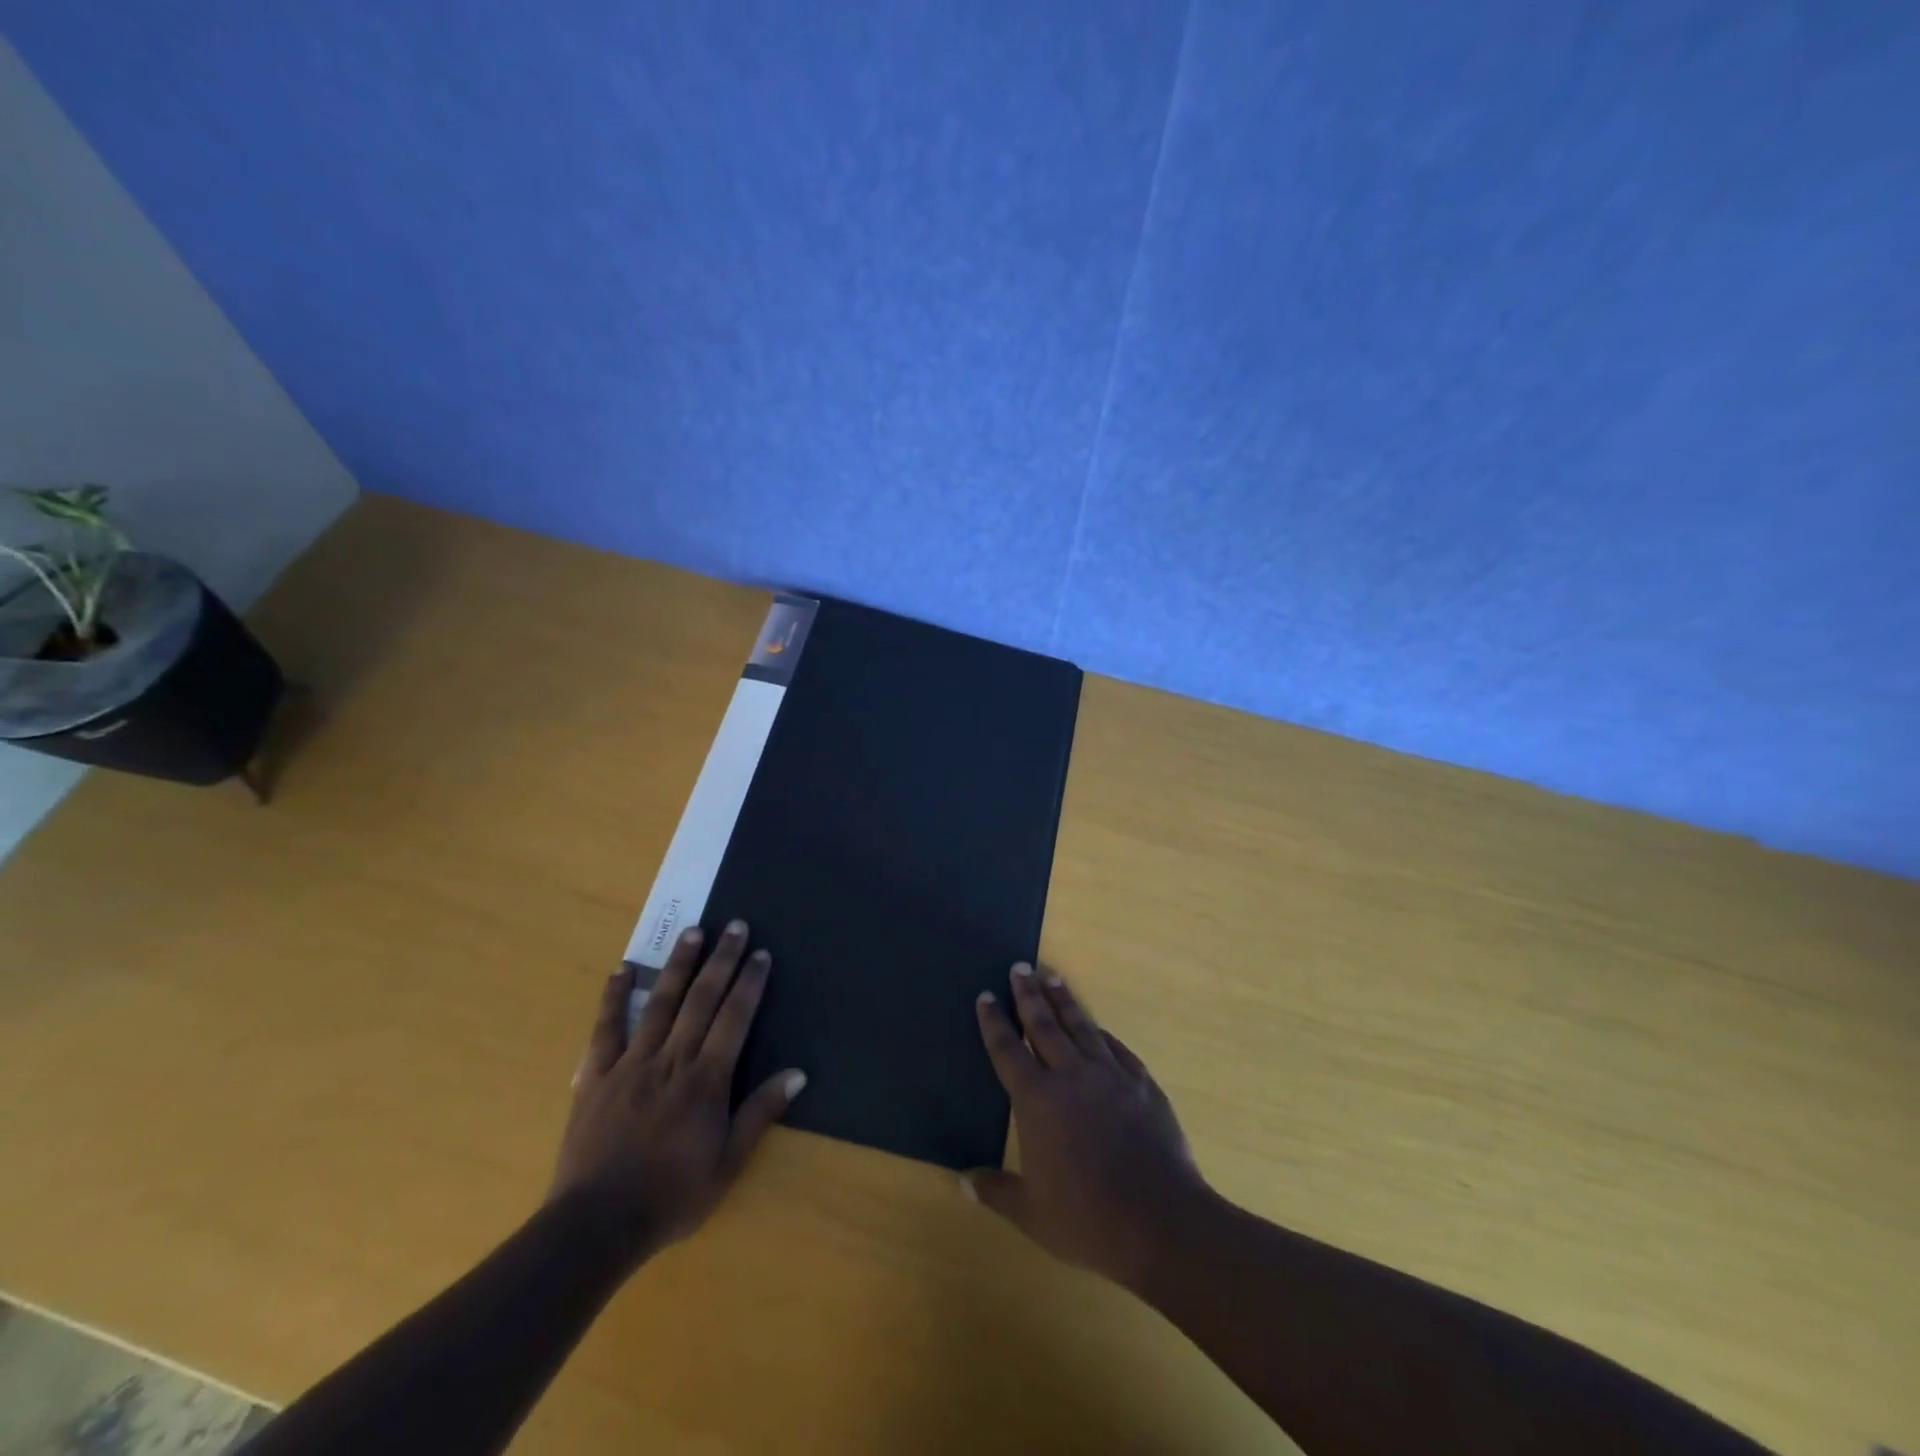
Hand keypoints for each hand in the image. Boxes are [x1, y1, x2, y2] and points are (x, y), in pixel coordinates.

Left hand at [548, 920, 805, 1265]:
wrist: (595, 1227)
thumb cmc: (671, 1197)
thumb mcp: (727, 1164)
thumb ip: (760, 1113)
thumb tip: (798, 1073)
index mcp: (705, 1081)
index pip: (734, 1019)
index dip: (749, 983)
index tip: (761, 954)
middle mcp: (671, 1060)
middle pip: (701, 1000)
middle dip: (721, 960)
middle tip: (734, 925)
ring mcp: (630, 1064)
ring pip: (659, 1003)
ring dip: (678, 965)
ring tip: (693, 932)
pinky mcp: (596, 1076)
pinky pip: (606, 1028)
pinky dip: (614, 997)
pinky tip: (623, 969)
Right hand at [965, 963, 1209, 1291]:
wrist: (1161, 1222)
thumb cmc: (1087, 1219)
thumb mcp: (1031, 1213)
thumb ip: (996, 1191)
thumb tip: (962, 1181)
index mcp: (1037, 1100)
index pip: (1008, 1050)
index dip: (994, 1022)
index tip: (987, 995)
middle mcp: (1070, 1076)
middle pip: (1044, 1025)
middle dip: (1029, 995)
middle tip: (1021, 966)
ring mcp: (1110, 1076)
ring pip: (1081, 1026)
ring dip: (1064, 1001)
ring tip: (1053, 977)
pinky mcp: (1142, 1084)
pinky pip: (1116, 1048)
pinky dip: (1102, 1033)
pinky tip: (1098, 1027)